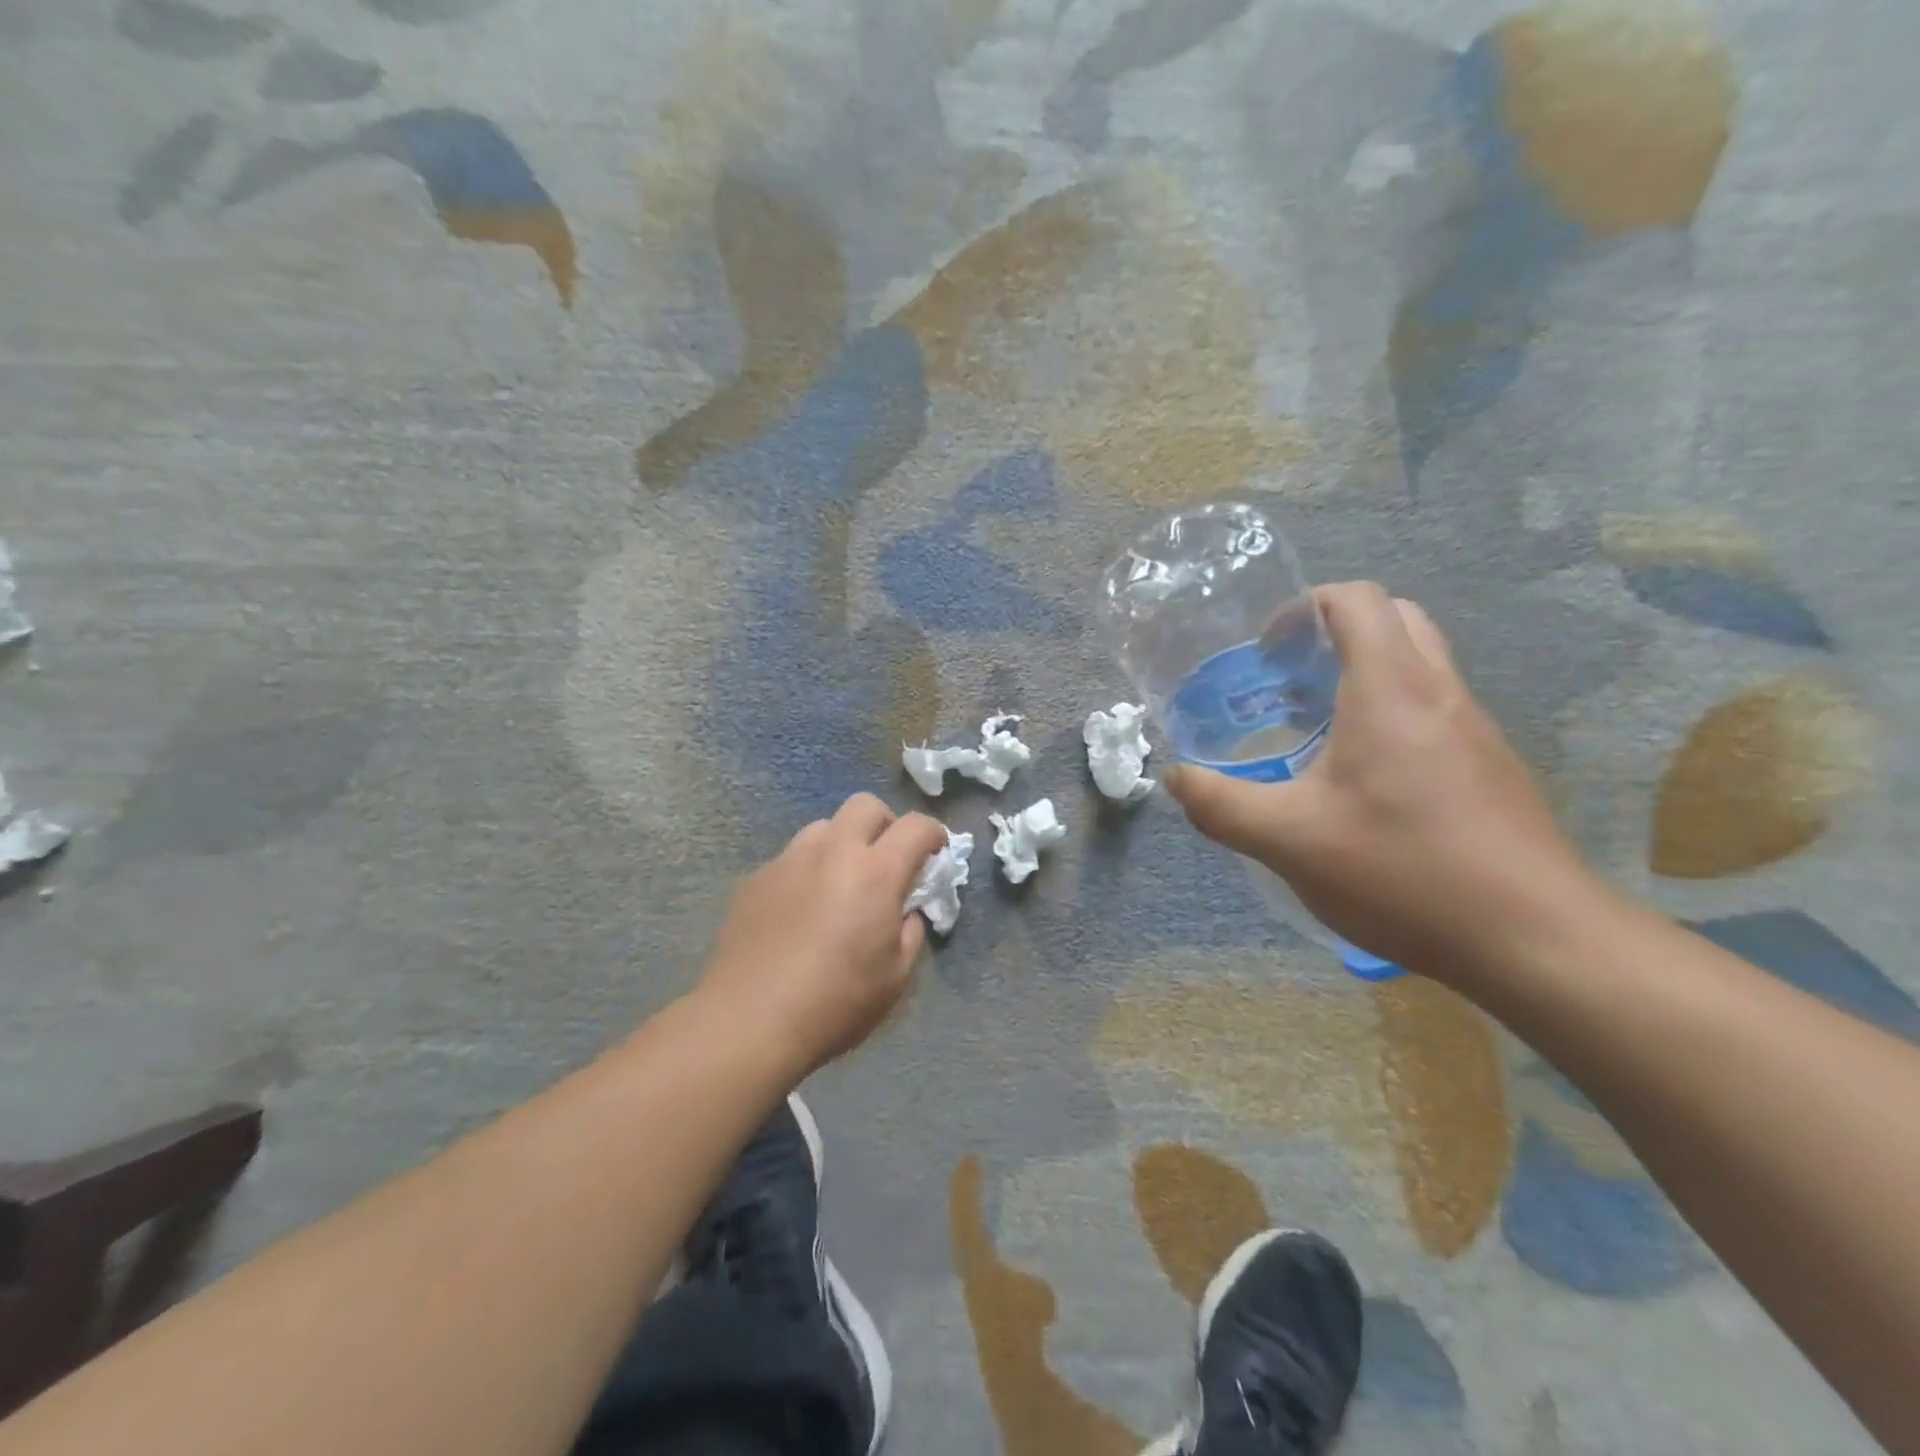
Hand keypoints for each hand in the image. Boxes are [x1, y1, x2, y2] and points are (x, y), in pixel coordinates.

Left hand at [697, 794, 948, 1076]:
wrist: (748, 1022)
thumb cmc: (835, 1003)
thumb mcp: (895, 977)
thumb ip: (910, 933)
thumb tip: (905, 913)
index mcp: (876, 873)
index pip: (916, 826)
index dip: (934, 834)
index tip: (935, 854)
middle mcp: (833, 852)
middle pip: (865, 805)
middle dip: (885, 825)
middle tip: (886, 861)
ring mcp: (789, 861)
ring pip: (823, 827)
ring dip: (842, 844)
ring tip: (839, 884)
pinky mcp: (756, 878)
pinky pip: (791, 859)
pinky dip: (806, 871)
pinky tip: (799, 911)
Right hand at [1167, 581, 1599, 976]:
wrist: (1535, 940)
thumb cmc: (1403, 870)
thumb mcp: (1288, 840)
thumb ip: (1220, 805)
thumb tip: (1176, 779)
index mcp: (1390, 689)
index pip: (1356, 600)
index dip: (1304, 606)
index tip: (1267, 650)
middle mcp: (1440, 693)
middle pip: (1394, 620)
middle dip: (1336, 633)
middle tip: (1290, 679)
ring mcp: (1476, 730)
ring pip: (1421, 666)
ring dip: (1365, 675)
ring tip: (1315, 730)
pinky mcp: (1492, 768)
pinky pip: (1436, 712)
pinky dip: (1393, 716)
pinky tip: (1364, 783)